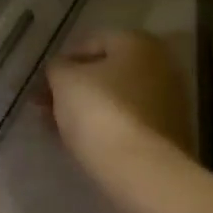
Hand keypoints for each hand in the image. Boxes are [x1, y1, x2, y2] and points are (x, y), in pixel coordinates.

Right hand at [44, 30, 192, 172]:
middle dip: (74, 88)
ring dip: (87, 109)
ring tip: (57, 127)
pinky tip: (82, 142)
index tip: (43, 83)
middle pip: (106, 72)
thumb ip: (57, 68)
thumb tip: (60, 70)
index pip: (92, 42)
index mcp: (138, 43)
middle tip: (45, 106)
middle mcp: (160, 65)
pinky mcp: (168, 133)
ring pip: (116, 99)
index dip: (63, 61)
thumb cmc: (99, 112)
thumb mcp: (64, 81)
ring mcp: (168, 101)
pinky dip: (106, 127)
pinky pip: (127, 122)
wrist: (140, 170)